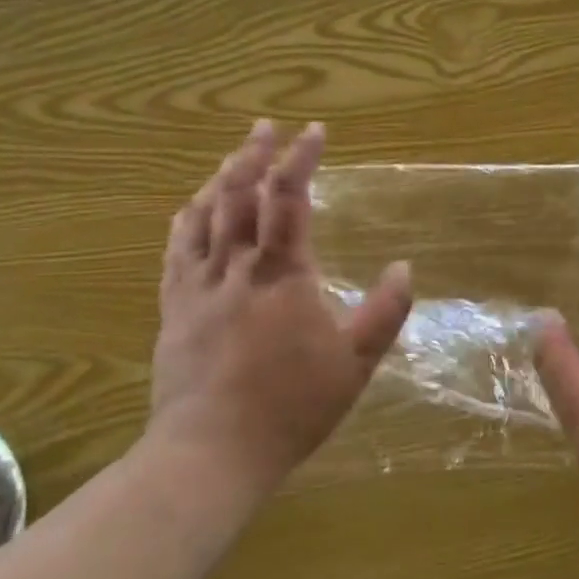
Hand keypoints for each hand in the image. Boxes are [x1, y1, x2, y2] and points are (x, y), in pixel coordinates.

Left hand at [151, 120, 412, 493]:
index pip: (290, 198)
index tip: (313, 131)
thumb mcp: (354, 365)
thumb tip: (404, 267)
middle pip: (240, 195)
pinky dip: (186, 221)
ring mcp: (199, 285)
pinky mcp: (174, 307)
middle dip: (254, 154)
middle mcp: (236, 266)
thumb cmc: (290, 407)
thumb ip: (384, 313)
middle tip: (265, 127)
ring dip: (221, 179)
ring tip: (234, 157)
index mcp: (282, 274)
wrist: (211, 452)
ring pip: (205, 216)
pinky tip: (189, 208)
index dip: (301, 159)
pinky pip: (176, 251)